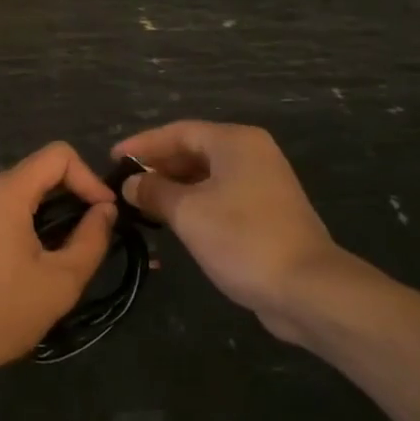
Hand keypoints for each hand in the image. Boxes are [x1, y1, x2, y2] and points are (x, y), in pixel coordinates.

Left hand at [0, 142, 117, 380]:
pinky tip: (31, 256)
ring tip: (64, 248)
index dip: (89, 178)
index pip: (58, 155)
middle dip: (71, 195)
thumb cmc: (1, 312)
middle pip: (38, 171)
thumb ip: (91, 239)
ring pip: (18, 189)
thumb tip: (105, 210)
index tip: (104, 212)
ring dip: (47, 210)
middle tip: (91, 233)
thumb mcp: (61, 281)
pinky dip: (23, 219)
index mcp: (5, 191)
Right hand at [113, 121, 383, 343]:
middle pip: (194, 150)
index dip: (142, 144)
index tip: (112, 159)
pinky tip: (171, 222)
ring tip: (141, 205)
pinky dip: (194, 204)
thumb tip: (131, 183)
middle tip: (124, 185)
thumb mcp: (188, 212)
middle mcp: (252, 154)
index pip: (178, 131)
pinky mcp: (266, 213)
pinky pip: (220, 197)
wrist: (307, 288)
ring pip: (206, 176)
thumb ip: (154, 191)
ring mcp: (263, 184)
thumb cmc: (242, 239)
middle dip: (157, 167)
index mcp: (235, 142)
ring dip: (173, 188)